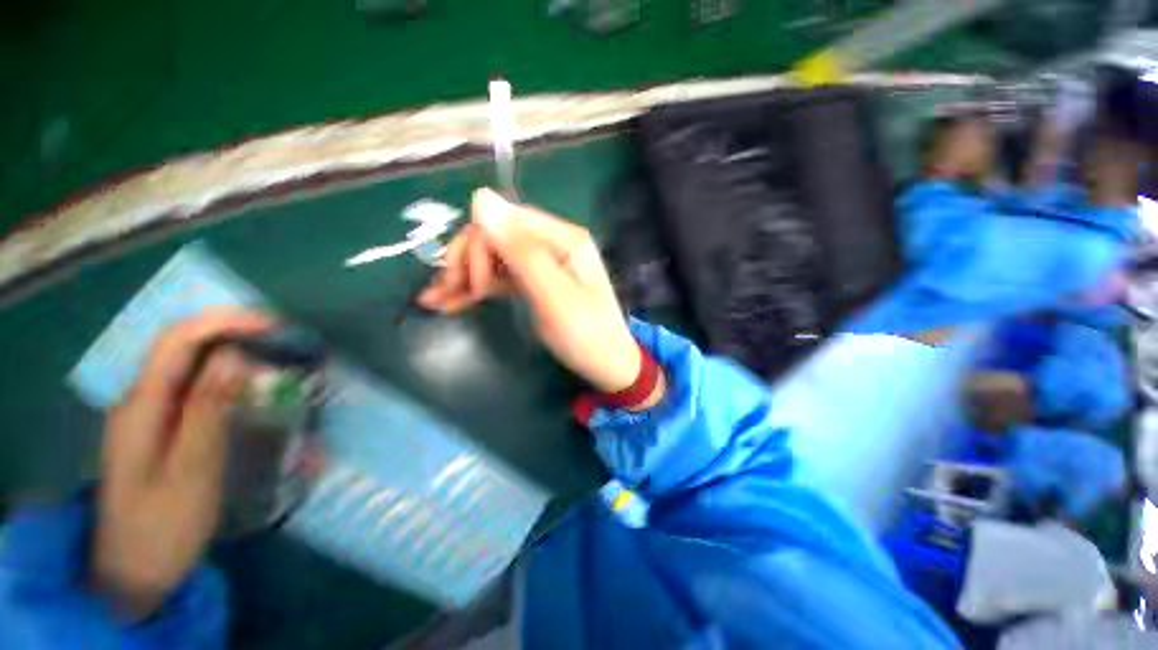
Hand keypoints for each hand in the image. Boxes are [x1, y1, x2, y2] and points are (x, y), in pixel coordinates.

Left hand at [93, 309, 274, 620]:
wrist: (133, 572)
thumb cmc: (163, 525)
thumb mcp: (191, 468)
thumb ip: (208, 409)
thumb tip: (235, 356)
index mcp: (142, 404)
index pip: (179, 340)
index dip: (226, 322)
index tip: (275, 327)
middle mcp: (143, 399)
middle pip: (186, 347)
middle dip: (236, 335)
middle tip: (285, 344)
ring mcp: (153, 414)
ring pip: (194, 367)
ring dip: (237, 356)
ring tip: (280, 364)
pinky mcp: (165, 429)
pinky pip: (198, 390)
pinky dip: (231, 381)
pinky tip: (255, 393)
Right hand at [419, 189, 644, 394]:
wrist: (608, 367)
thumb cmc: (586, 335)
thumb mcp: (554, 296)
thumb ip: (520, 250)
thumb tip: (480, 196)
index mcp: (563, 238)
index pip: (506, 221)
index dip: (479, 245)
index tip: (469, 283)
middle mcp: (551, 244)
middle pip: (496, 237)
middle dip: (467, 262)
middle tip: (446, 295)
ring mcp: (542, 264)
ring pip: (493, 258)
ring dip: (463, 277)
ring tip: (435, 300)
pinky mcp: (535, 283)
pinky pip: (500, 277)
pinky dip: (476, 289)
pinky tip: (452, 301)